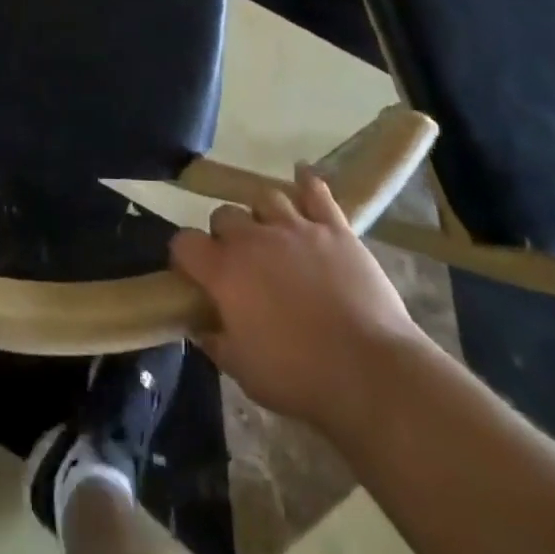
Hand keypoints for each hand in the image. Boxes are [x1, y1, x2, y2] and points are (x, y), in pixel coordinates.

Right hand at [170, 171, 424, 437]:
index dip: (185, 257)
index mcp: (224, 271)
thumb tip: (199, 325)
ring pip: (265, 197)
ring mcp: (295, 228)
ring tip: (271, 233)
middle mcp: (253, 238)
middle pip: (224, 214)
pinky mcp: (334, 228)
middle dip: (225, 235)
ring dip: (262, 214)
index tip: (194, 275)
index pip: (185, 243)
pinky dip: (307, 182)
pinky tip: (302, 176)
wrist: (369, 372)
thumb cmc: (299, 377)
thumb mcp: (243, 371)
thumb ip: (214, 341)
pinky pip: (316, 191)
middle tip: (240, 263)